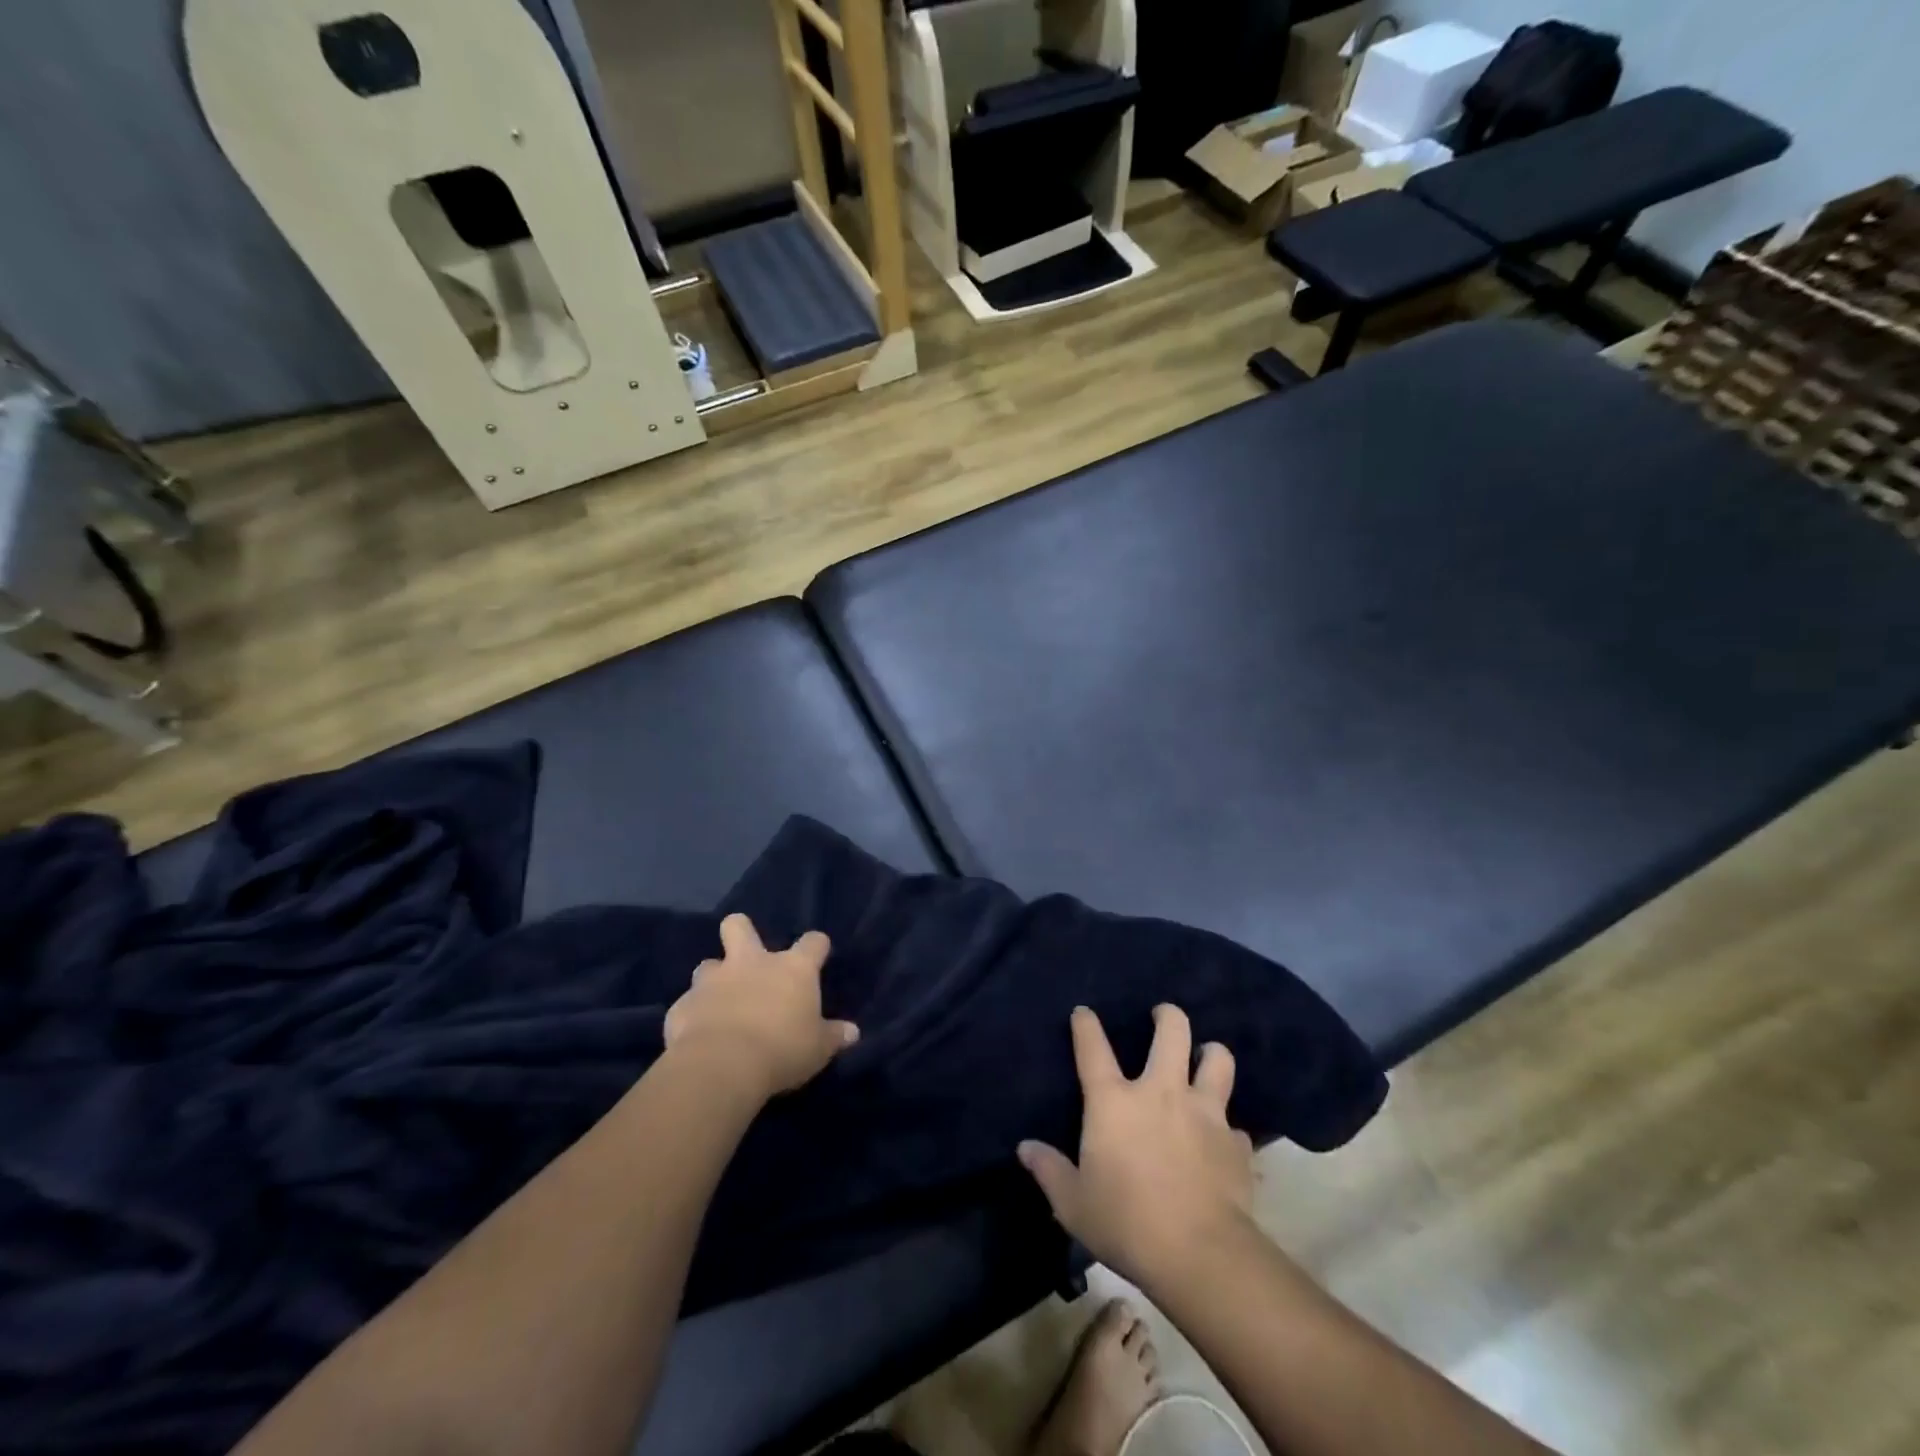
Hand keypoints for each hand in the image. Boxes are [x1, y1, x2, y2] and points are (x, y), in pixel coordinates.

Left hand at [664, 914, 858, 1100]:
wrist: (722, 1066)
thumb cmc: (782, 1050)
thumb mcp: (818, 1049)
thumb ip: (834, 1036)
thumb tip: (852, 1032)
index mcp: (792, 969)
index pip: (812, 942)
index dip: (816, 946)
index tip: (818, 955)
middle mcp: (752, 963)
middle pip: (739, 926)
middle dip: (740, 931)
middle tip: (746, 953)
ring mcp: (713, 981)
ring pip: (708, 965)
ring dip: (714, 980)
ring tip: (719, 1003)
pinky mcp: (683, 1005)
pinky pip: (688, 1004)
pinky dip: (694, 1015)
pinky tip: (698, 1035)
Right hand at [1019, 1005, 1254, 1287]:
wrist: (1200, 1254)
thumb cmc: (1126, 1223)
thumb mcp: (1073, 1204)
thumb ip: (1049, 1170)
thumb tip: (1026, 1148)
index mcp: (1114, 1102)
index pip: (1093, 1048)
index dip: (1086, 1025)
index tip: (1083, 1012)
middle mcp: (1160, 1092)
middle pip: (1171, 1031)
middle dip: (1167, 1016)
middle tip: (1162, 1016)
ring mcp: (1203, 1112)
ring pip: (1217, 1060)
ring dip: (1211, 1053)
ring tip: (1205, 1057)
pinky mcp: (1235, 1142)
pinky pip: (1234, 1122)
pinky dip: (1226, 1125)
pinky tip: (1222, 1138)